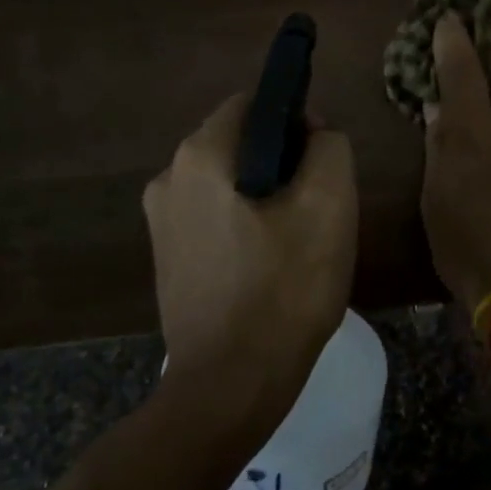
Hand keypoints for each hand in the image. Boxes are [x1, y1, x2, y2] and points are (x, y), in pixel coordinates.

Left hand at [143, 94, 357, 427]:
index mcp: (199, 156)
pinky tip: (270, 267)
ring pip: (229, 184)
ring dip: (266, 197)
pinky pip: (215, 219)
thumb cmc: (284, 290)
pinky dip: (245, 226)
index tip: (324, 161)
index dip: (297, 120)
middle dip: (284, 163)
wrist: (230, 386)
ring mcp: (161, 222)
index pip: (254, 104)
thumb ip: (329, 147)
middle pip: (240, 144)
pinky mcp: (167, 259)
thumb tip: (313, 134)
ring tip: (298, 242)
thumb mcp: (329, 206)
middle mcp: (167, 178)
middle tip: (318, 208)